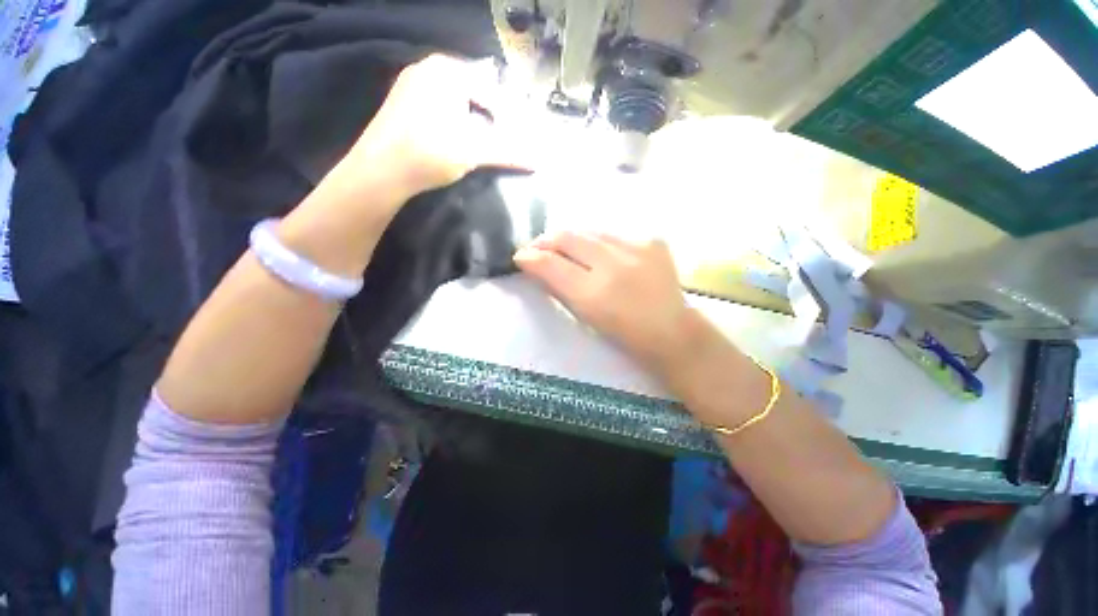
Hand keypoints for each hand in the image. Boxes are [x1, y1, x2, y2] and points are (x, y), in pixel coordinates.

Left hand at [344, 54, 515, 199]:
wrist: (381, 170)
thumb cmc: (430, 152)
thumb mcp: (474, 151)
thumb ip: (507, 152)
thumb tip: (537, 160)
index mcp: (447, 70)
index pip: (491, 91)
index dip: (508, 117)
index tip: (519, 138)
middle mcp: (428, 68)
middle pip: (473, 92)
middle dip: (491, 117)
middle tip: (504, 141)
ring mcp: (411, 83)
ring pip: (455, 99)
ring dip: (473, 120)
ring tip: (484, 143)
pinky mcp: (401, 103)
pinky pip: (438, 106)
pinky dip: (454, 121)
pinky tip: (456, 140)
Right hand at [514, 232, 698, 372]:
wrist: (671, 329)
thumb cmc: (622, 333)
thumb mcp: (584, 316)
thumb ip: (557, 287)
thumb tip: (534, 265)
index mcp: (594, 294)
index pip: (551, 263)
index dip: (530, 256)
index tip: (521, 256)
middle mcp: (614, 264)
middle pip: (567, 236)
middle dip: (546, 240)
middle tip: (538, 247)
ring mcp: (637, 247)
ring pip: (589, 229)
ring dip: (572, 238)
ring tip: (565, 248)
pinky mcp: (652, 239)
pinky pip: (613, 233)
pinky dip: (599, 241)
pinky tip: (599, 252)